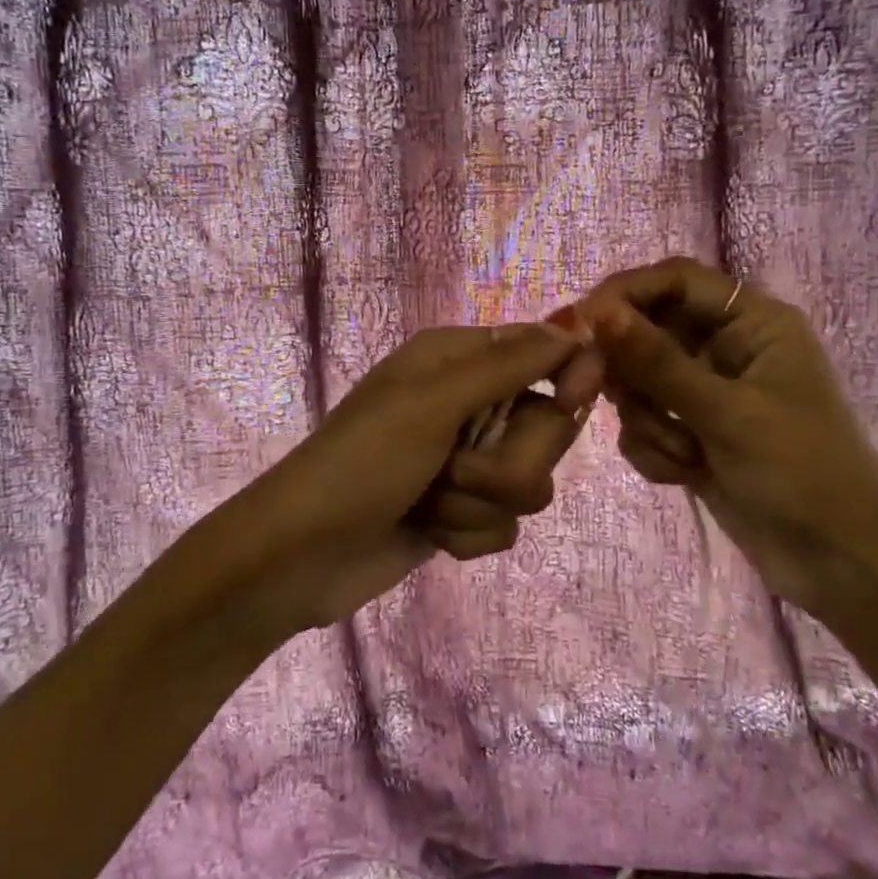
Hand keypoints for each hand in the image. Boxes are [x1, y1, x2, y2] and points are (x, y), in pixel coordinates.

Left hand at [234, 320, 599, 633]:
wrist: (301, 555)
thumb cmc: (363, 462)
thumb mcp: (433, 402)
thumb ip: (508, 364)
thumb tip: (576, 323)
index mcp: (456, 360)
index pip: (540, 351)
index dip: (565, 375)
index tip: (569, 400)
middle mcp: (467, 405)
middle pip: (545, 426)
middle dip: (508, 460)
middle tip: (456, 466)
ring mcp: (465, 464)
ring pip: (530, 482)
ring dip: (480, 502)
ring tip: (431, 502)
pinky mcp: (462, 514)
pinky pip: (505, 525)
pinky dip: (467, 533)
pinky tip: (429, 532)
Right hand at [579, 257, 877, 616]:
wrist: (840, 567)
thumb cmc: (801, 473)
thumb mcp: (727, 413)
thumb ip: (657, 362)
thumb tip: (596, 312)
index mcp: (754, 323)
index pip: (676, 280)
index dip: (626, 293)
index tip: (581, 323)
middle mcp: (728, 348)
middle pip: (649, 331)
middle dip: (633, 372)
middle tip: (616, 399)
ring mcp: (708, 393)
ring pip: (640, 382)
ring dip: (649, 421)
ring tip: (684, 454)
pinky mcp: (693, 433)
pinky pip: (645, 422)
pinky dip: (654, 448)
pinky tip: (684, 475)